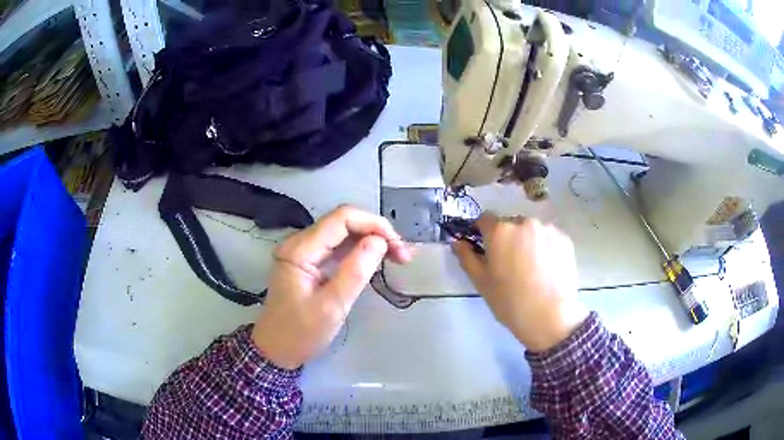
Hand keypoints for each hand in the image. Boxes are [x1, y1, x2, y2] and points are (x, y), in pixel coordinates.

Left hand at [252, 205, 410, 368]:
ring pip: (343, 233)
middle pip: (343, 222)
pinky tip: (376, 261)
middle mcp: (300, 243)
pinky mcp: (309, 261)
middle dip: (376, 232)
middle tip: (402, 255)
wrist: (276, 350)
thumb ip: (355, 272)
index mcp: (300, 249)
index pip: (341, 218)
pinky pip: (338, 247)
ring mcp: (304, 251)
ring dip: (371, 240)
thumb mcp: (331, 307)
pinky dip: (360, 251)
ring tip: (397, 257)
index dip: (374, 225)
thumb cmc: (300, 333)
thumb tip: (379, 241)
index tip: (397, 246)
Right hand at [452, 212, 588, 352]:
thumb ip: (466, 257)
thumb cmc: (509, 301)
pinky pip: (549, 237)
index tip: (484, 246)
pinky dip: (545, 247)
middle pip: (510, 224)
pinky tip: (546, 268)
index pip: (485, 219)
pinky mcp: (565, 239)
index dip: (481, 231)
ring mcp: (548, 229)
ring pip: (531, 230)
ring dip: (527, 241)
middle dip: (507, 238)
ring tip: (531, 267)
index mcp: (500, 231)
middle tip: (509, 262)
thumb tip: (457, 242)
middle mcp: (524, 222)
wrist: (549, 318)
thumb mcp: (481, 282)